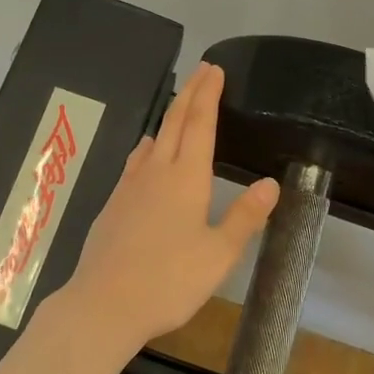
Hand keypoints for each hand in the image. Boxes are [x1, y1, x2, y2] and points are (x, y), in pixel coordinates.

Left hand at [58, 62, 280, 353]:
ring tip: (179, 108)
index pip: (199, 124)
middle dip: (190, 94)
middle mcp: (155, 172)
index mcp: (186, 178)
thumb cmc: (169, 280)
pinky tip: (146, 156)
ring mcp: (129, 187)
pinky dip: (148, 147)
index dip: (208, 95)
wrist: (104, 304)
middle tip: (202, 72)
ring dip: (169, 118)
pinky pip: (135, 162)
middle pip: (173, 123)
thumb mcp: (219, 254)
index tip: (214, 70)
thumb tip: (270, 183)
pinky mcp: (112, 205)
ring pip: (152, 140)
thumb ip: (244, 217)